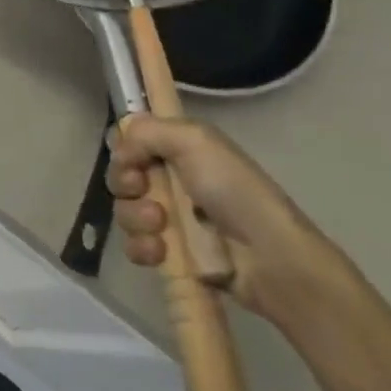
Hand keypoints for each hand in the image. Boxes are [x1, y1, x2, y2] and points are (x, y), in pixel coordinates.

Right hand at [107, 116, 340, 323]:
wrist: (270, 259)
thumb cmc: (234, 191)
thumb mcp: (195, 141)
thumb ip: (148, 131)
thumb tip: (120, 148)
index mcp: (180, 148)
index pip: (131, 140)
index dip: (124, 148)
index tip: (133, 159)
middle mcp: (172, 179)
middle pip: (122, 175)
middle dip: (126, 184)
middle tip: (145, 190)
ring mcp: (171, 219)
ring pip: (125, 211)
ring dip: (136, 218)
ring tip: (162, 227)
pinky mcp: (170, 254)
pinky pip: (134, 246)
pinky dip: (142, 247)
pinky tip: (161, 252)